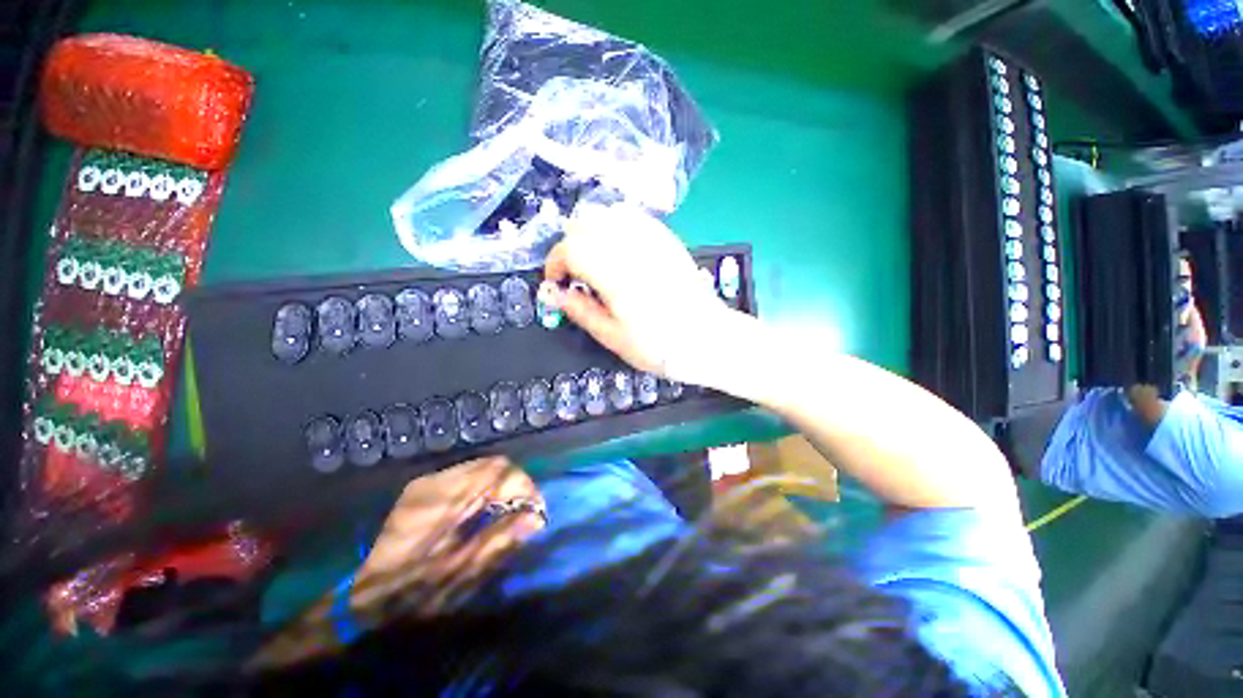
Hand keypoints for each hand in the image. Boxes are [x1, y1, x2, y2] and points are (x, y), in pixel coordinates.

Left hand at [352, 457, 544, 615]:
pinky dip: (486, 491)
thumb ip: (500, 541)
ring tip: (510, 513)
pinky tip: (486, 513)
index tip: (535, 511)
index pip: (498, 471)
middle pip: (492, 465)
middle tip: (525, 513)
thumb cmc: (412, 595)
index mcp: (442, 499)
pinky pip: (468, 479)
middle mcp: (434, 482)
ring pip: (481, 469)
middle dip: (515, 486)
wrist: (364, 602)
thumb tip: (535, 519)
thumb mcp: (459, 576)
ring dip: (501, 488)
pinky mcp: (424, 491)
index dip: (523, 486)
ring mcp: (427, 484)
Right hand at [543, 203, 736, 384]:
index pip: (569, 248)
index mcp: (614, 273)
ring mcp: (651, 237)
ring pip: (607, 213)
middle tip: (576, 275)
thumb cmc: (659, 345)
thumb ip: (579, 310)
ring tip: (597, 262)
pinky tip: (620, 252)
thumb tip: (553, 294)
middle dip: (570, 246)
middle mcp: (630, 246)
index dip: (555, 264)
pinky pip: (632, 217)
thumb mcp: (612, 336)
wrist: (706, 338)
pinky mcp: (666, 237)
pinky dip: (615, 227)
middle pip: (584, 223)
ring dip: (592, 233)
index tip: (558, 284)